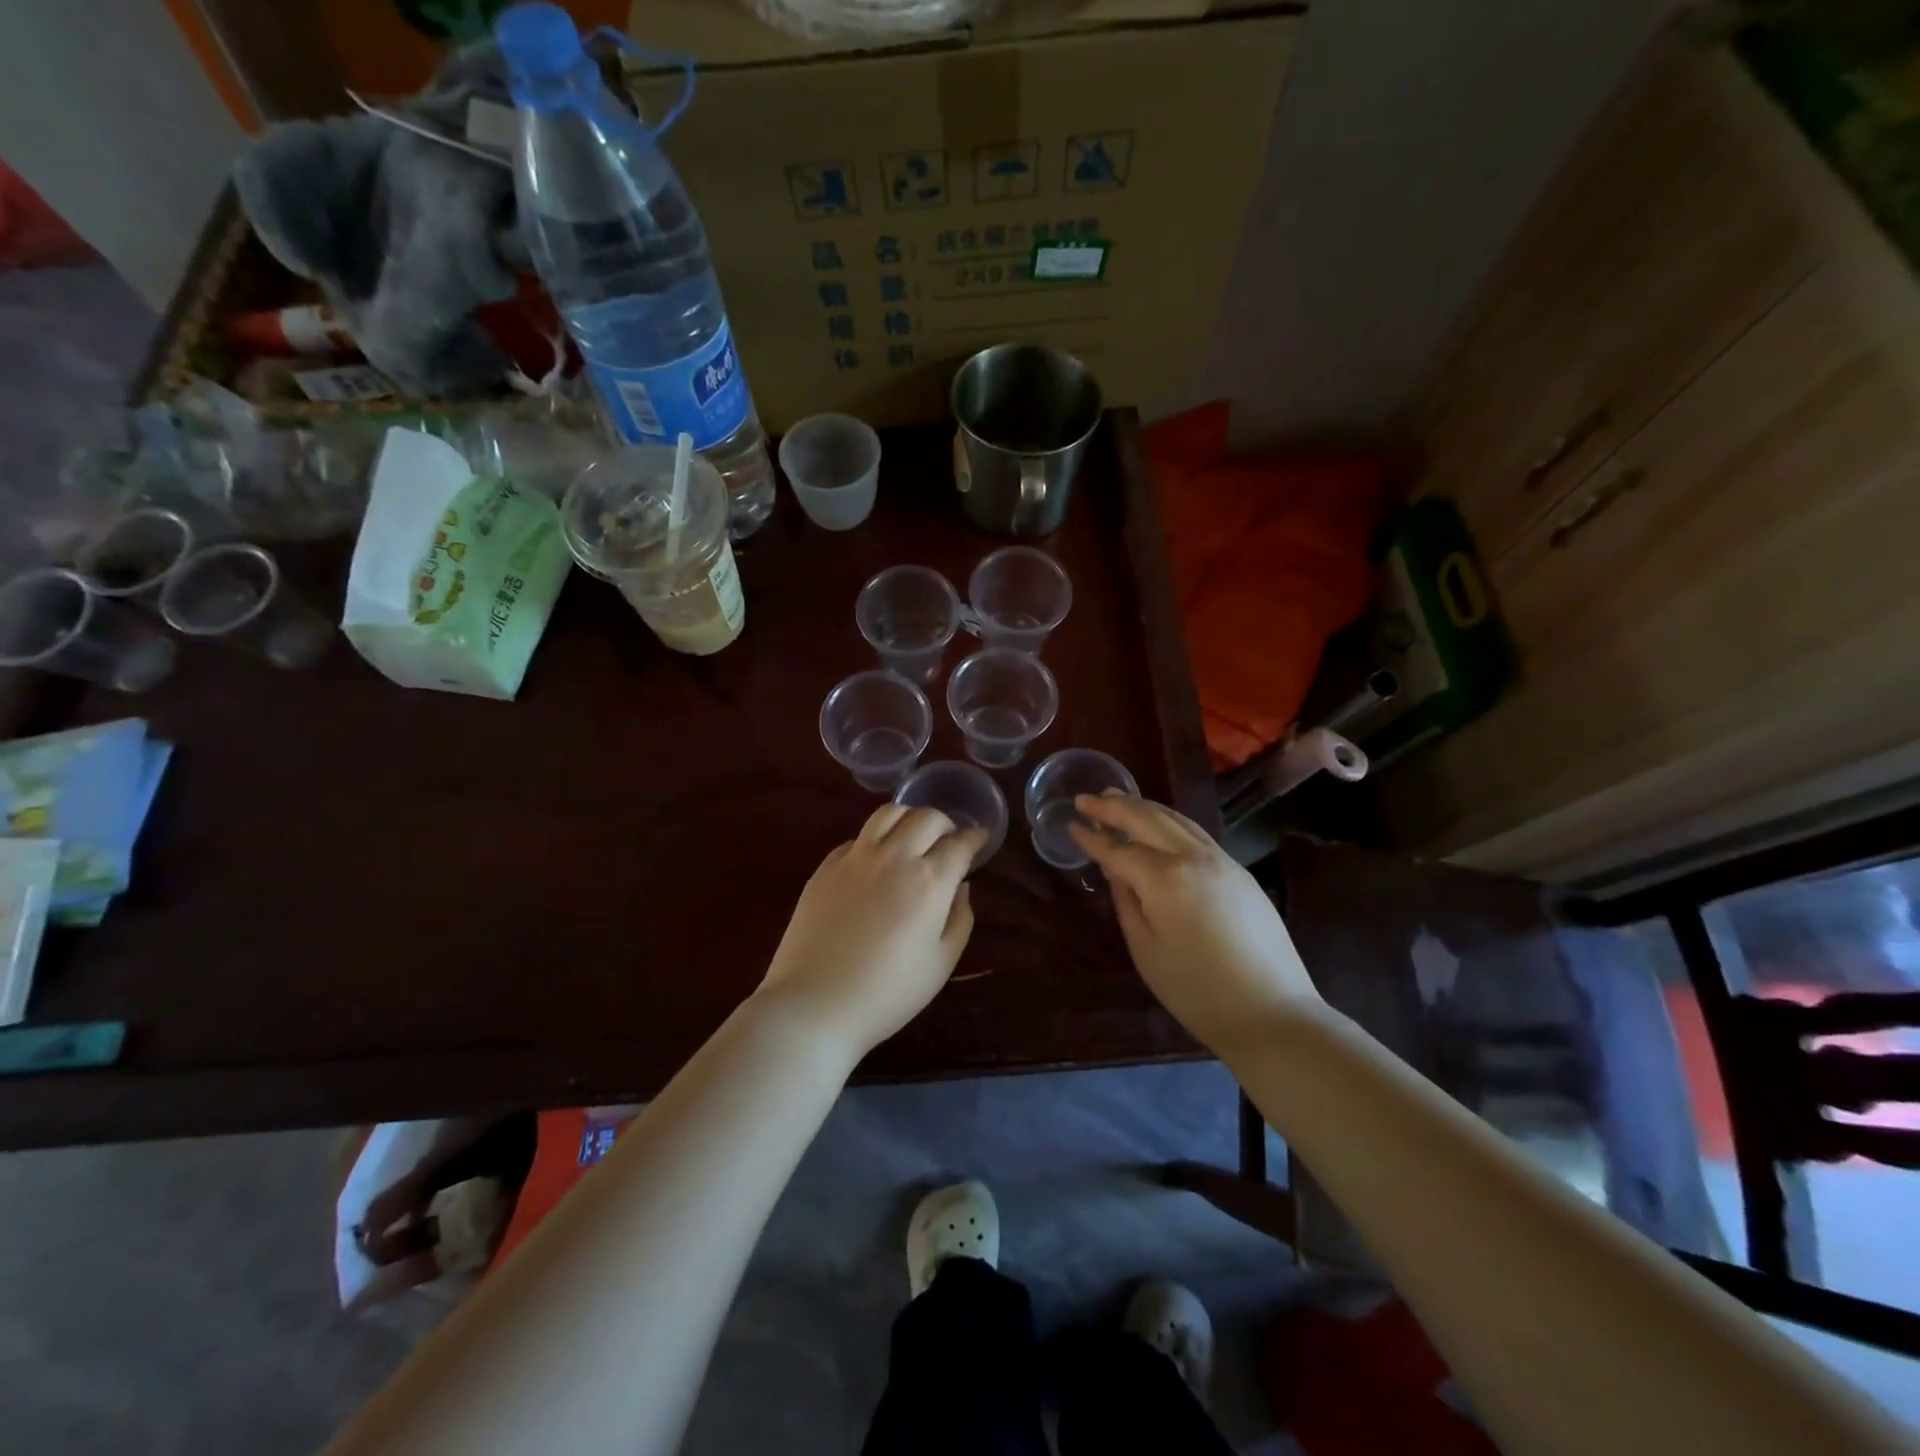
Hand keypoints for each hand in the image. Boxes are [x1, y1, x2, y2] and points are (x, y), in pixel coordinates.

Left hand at [755, 805, 986, 1060]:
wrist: (815, 1004)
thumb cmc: (887, 993)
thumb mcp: (941, 964)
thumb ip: (960, 918)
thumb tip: (961, 886)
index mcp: (929, 881)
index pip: (959, 843)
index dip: (975, 838)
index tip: (979, 840)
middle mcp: (894, 857)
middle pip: (927, 817)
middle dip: (946, 823)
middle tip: (948, 841)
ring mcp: (855, 857)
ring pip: (889, 812)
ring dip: (909, 818)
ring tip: (912, 836)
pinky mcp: (826, 866)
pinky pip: (857, 837)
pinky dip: (876, 840)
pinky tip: (876, 862)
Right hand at [1068, 794, 1322, 1053]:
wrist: (1272, 1014)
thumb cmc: (1197, 991)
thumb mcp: (1146, 951)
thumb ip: (1127, 903)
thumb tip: (1117, 871)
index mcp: (1165, 879)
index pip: (1119, 850)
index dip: (1092, 837)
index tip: (1072, 823)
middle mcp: (1193, 858)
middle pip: (1148, 820)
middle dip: (1114, 807)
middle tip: (1087, 799)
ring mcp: (1222, 861)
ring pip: (1176, 820)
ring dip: (1144, 807)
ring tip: (1118, 800)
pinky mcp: (1240, 872)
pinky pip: (1196, 833)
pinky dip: (1169, 822)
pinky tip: (1158, 825)